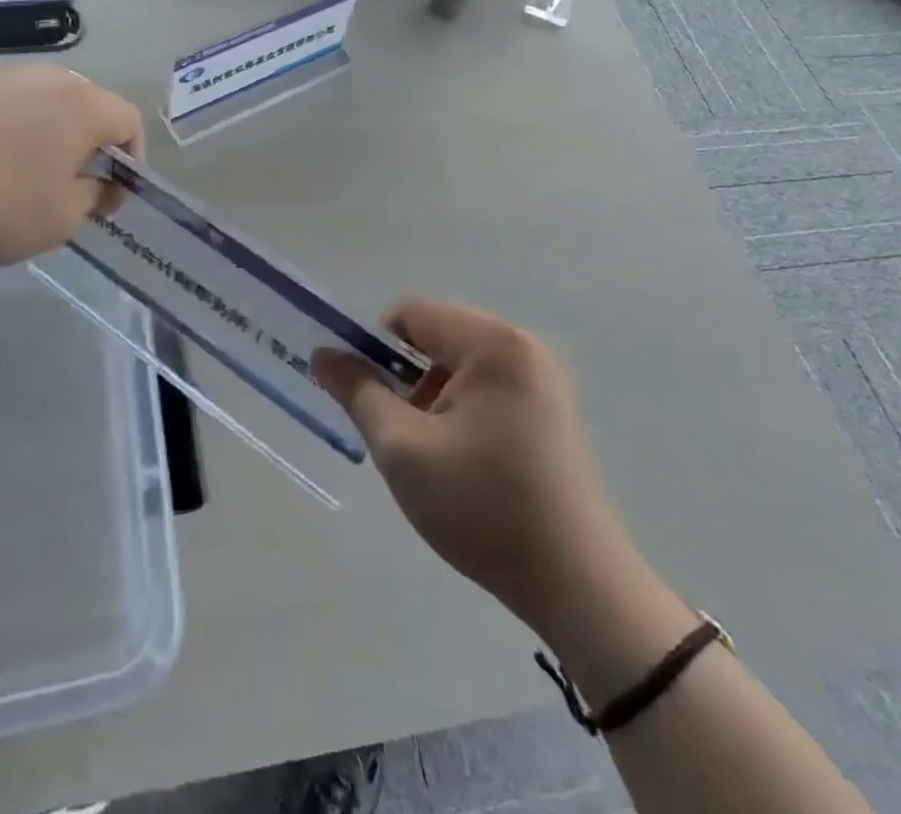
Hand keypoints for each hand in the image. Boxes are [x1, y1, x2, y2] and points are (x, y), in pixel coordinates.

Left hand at [0, 64, 142, 268]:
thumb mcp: (60, 219)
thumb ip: (94, 197)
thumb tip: (98, 183)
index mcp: (82, 104)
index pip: (129, 121)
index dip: (131, 160)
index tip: (110, 196)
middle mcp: (46, 78)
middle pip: (89, 106)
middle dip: (91, 145)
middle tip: (74, 187)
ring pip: (46, 104)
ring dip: (51, 137)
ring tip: (28, 178)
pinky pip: (8, 106)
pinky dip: (14, 132)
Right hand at [312, 297, 617, 627]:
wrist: (577, 586)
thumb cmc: (482, 507)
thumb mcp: (402, 448)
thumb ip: (358, 391)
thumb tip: (323, 354)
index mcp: (492, 342)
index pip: (410, 314)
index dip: (374, 348)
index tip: (365, 398)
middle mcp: (522, 345)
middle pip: (435, 335)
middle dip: (404, 375)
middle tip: (396, 431)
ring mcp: (542, 377)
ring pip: (457, 362)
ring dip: (429, 395)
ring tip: (429, 452)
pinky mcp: (549, 408)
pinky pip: (485, 385)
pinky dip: (459, 408)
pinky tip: (461, 459)